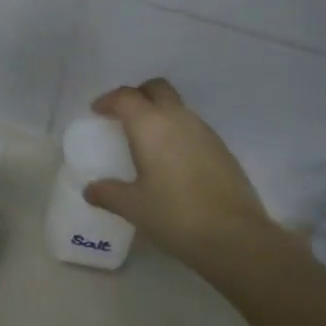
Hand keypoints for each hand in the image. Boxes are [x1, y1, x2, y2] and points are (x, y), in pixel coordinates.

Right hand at [82, 78, 283, 270]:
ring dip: (160, 113)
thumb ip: (108, 193)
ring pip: (177, 107)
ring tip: (146, 140)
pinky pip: (193, 128)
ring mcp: (205, 132)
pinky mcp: (222, 149)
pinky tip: (172, 160)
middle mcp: (178, 119)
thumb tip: (90, 190)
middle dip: (138, 95)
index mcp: (150, 126)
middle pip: (157, 88)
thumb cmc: (175, 215)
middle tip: (123, 115)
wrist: (235, 236)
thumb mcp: (133, 207)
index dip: (108, 100)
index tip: (97, 111)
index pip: (125, 97)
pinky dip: (177, 132)